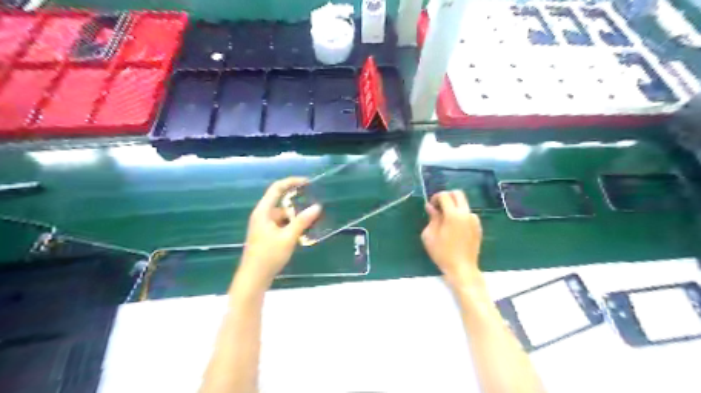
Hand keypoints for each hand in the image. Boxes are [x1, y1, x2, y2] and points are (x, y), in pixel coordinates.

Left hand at [237, 177, 320, 287]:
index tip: (308, 182)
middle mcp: (262, 215)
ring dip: (296, 218)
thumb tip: (317, 207)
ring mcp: (264, 226)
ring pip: (283, 215)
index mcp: (263, 211)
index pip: (277, 188)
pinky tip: (302, 234)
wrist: (253, 278)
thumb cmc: (268, 256)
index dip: (292, 182)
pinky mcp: (267, 235)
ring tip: (311, 224)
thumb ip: (302, 221)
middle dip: (298, 205)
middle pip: (282, 202)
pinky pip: (282, 224)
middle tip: (314, 209)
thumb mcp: (288, 237)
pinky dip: (292, 226)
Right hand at [421, 191, 482, 287]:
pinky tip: (454, 228)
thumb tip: (430, 207)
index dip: (435, 197)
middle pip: (458, 194)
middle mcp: (466, 214)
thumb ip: (432, 218)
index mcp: (453, 215)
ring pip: (463, 204)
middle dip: (447, 197)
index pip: (445, 196)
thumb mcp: (430, 236)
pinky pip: (468, 214)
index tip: (431, 206)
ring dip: (454, 206)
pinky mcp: (478, 227)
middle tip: (439, 207)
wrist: (462, 269)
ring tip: (446, 221)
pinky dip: (460, 215)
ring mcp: (474, 220)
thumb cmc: (442, 253)